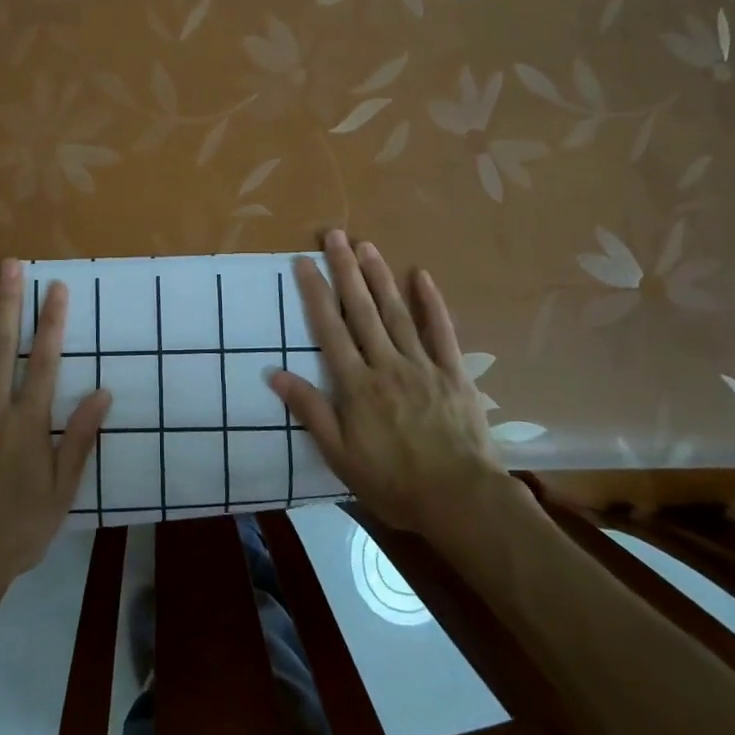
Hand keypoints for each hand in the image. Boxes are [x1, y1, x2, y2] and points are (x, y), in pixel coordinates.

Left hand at [0, 260, 109, 601]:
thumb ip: (79, 439)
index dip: (52, 321)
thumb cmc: (18, 529)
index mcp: (27, 422)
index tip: (56, 287)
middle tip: (10, 265)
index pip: (45, 361)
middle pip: (1, 346)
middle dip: (8, 302)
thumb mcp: (62, 490)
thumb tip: (103, 393)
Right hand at [268, 229, 502, 537]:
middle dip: (345, 270)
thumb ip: (310, 411)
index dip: (315, 292)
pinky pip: (441, 331)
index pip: (329, 329)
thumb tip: (274, 374)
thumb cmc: (393, 482)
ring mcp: (422, 365)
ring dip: (380, 276)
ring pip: (396, 312)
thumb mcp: (340, 456)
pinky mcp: (452, 372)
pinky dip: (431, 302)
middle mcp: (386, 364)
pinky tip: (421, 275)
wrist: (460, 499)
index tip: (303, 261)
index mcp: (356, 385)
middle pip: (362, 310)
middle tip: (334, 235)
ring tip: (366, 246)